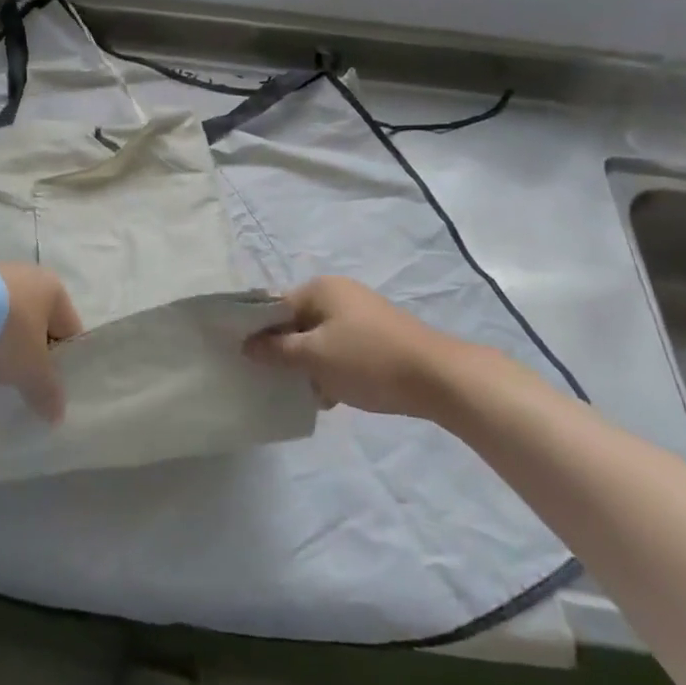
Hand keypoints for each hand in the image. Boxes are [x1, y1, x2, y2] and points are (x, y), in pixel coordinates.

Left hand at [0, 263, 82, 421]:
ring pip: (8, 320)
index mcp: (54, 289)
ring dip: (3, 344)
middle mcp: (29, 275)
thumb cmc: (6, 333)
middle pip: (37, 324)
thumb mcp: (32, 370)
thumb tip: (58, 415)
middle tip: (22, 383)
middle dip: (30, 354)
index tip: (51, 388)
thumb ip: (49, 392)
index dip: (64, 362)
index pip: (69, 330)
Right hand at [243, 276, 473, 416]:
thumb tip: (247, 345)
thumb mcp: (315, 357)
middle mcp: (339, 293)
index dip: (259, 332)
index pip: (275, 305)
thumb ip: (277, 350)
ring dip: (311, 365)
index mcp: (320, 288)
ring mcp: (361, 314)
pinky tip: (334, 396)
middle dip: (287, 352)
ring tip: (308, 393)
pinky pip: (341, 349)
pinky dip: (333, 368)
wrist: (439, 378)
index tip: (249, 361)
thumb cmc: (368, 360)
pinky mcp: (378, 336)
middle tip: (278, 381)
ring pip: (319, 339)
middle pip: (297, 322)